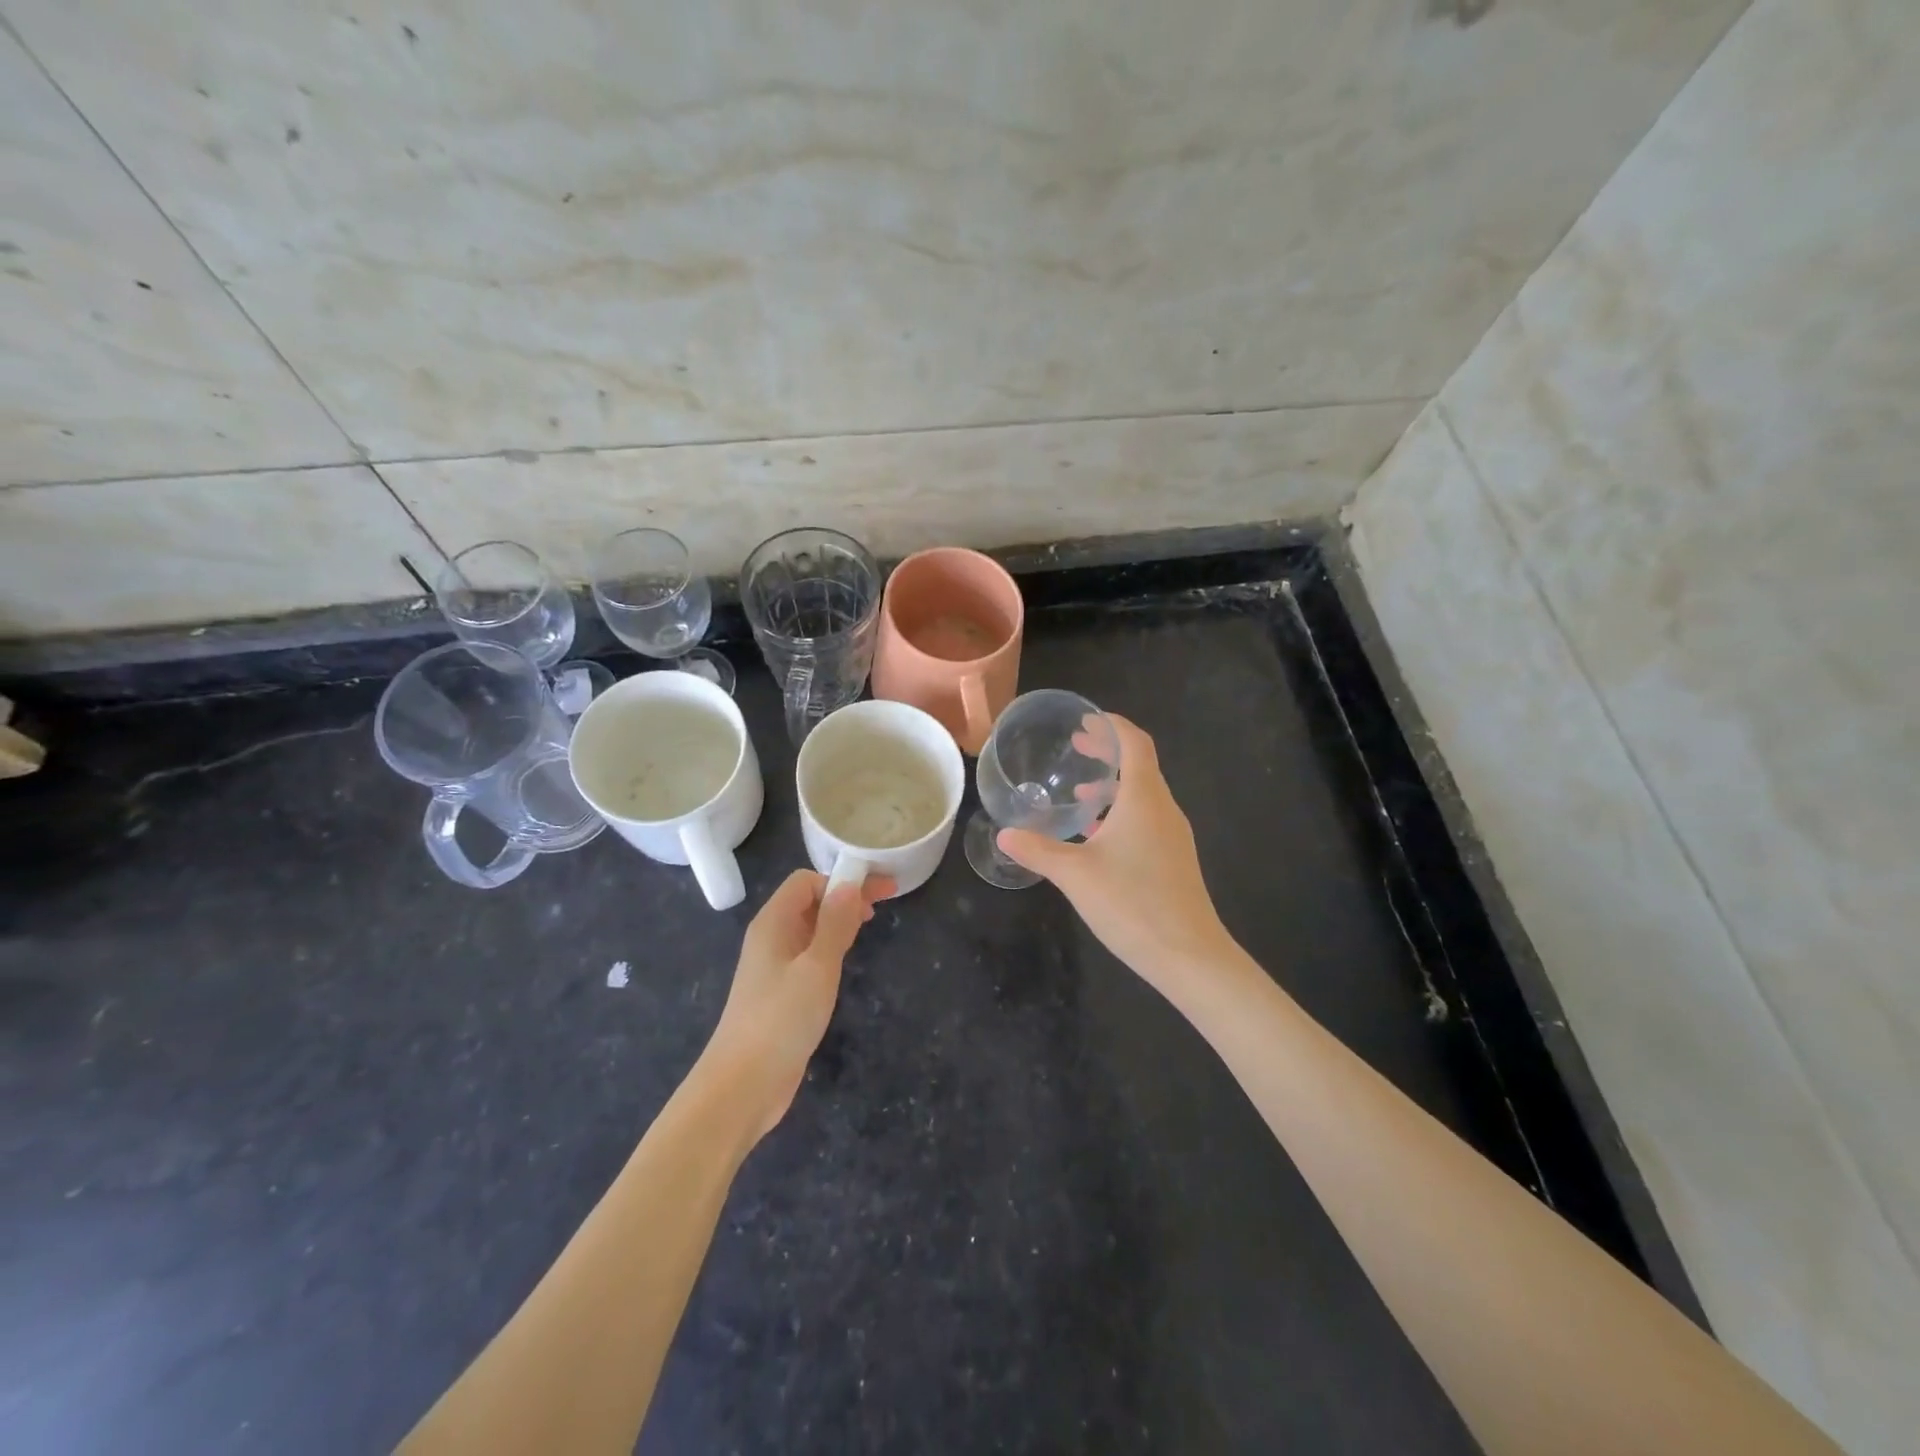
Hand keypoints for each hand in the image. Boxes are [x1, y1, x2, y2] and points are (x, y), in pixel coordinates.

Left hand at [701, 868, 892, 1142]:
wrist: (742, 1085)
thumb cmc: (780, 1019)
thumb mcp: (817, 967)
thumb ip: (835, 923)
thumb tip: (849, 884)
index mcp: (773, 923)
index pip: (806, 881)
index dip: (840, 880)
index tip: (877, 894)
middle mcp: (770, 938)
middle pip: (808, 901)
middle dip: (845, 896)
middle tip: (884, 904)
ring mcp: (773, 966)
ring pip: (809, 928)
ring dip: (839, 920)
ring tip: (869, 924)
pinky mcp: (780, 993)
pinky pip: (808, 954)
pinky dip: (830, 946)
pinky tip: (846, 958)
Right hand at [998, 714, 1232, 992]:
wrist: (1189, 955)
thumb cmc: (1132, 903)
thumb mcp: (1075, 874)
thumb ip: (1038, 850)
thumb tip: (1004, 835)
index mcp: (1144, 798)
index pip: (1135, 743)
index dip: (1112, 725)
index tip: (1086, 719)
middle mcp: (1163, 809)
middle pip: (1139, 766)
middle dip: (1108, 752)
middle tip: (1077, 746)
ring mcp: (1173, 836)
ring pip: (1142, 795)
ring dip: (1113, 786)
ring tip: (1080, 793)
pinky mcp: (1174, 859)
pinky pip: (1146, 820)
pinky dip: (1121, 813)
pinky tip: (1096, 838)